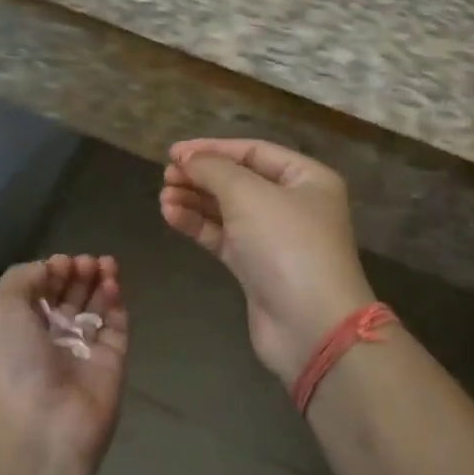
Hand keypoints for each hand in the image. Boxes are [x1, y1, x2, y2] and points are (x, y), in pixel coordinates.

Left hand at [0, 255, 128, 474]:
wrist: (41, 427)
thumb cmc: (12, 363)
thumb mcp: (0, 308)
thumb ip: (23, 277)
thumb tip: (50, 268)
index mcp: (16, 332)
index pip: (38, 294)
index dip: (51, 273)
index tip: (63, 262)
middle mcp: (48, 342)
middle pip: (68, 299)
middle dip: (78, 274)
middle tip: (88, 262)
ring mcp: (81, 354)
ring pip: (95, 310)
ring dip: (100, 282)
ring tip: (106, 263)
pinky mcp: (111, 364)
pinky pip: (116, 328)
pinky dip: (117, 304)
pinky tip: (113, 284)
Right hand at [159, 139, 374, 390]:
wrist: (310, 326)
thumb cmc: (287, 245)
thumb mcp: (249, 195)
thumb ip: (214, 170)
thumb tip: (188, 158)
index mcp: (307, 178)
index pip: (254, 151)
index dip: (213, 149)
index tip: (174, 152)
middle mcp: (294, 204)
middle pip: (240, 180)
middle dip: (202, 176)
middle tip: (166, 175)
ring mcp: (275, 239)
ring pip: (228, 210)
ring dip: (195, 201)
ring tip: (163, 197)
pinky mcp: (256, 268)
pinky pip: (222, 237)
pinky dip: (198, 225)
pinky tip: (171, 215)